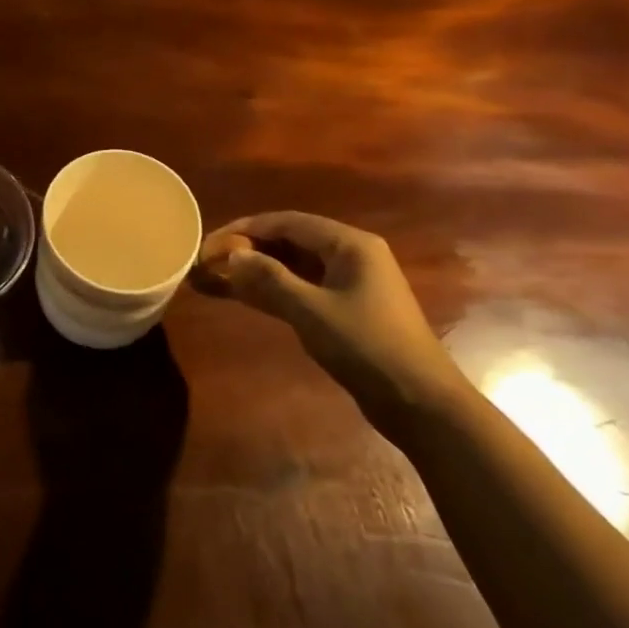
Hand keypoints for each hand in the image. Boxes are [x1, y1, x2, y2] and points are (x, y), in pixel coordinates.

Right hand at [193, 212, 467, 433]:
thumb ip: (270, 279)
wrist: (422, 404)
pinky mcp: (343, 311)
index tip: (209, 243)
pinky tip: (238, 295)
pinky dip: (269, 291)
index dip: (244, 230)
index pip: (286, 222)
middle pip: (287, 241)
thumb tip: (231, 255)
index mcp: (349, 244)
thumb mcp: (312, 311)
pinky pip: (298, 290)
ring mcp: (346, 284)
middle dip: (245, 250)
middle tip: (206, 262)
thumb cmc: (368, 347)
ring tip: (212, 277)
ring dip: (253, 272)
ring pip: (290, 267)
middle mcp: (349, 255)